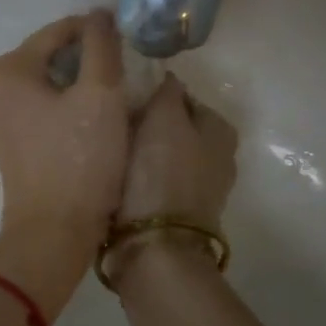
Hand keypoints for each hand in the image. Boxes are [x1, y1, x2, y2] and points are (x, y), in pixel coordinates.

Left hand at [0, 11, 130, 312]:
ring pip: (50, 82)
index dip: (98, 30)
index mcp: (8, 69)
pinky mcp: (10, 141)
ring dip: (81, 82)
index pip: (59, 31)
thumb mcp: (100, 95)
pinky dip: (68, 104)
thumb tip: (99, 14)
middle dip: (89, 58)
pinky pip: (43, 107)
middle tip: (128, 69)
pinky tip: (95, 117)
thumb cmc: (79, 159)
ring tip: (117, 93)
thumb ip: (102, 46)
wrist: (55, 230)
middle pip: (51, 55)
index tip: (132, 38)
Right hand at [107, 74, 238, 286]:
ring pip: (159, 155)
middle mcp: (216, 158)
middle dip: (144, 123)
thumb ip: (166, 91)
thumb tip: (166, 78)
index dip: (150, 93)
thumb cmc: (160, 174)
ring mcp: (197, 189)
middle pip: (171, 127)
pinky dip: (135, 177)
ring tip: (105, 148)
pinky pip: (151, 181)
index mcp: (220, 130)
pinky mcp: (174, 213)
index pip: (181, 96)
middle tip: (109, 121)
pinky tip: (112, 176)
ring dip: (137, 152)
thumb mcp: (164, 118)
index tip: (120, 97)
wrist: (154, 247)